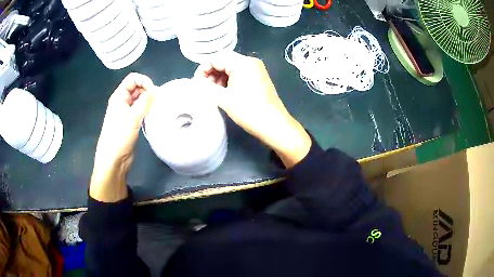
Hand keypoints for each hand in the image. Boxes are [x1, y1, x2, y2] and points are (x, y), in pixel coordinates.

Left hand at [90, 73, 154, 201]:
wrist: (114, 160)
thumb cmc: (119, 137)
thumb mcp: (132, 117)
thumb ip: (145, 101)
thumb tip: (157, 90)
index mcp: (119, 96)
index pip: (133, 79)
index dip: (144, 81)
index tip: (154, 92)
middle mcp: (122, 102)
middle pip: (137, 88)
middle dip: (148, 91)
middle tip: (157, 101)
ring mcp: (126, 113)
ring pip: (140, 100)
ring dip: (149, 102)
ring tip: (157, 109)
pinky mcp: (131, 123)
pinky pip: (141, 111)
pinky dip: (147, 111)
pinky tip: (153, 116)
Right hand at [194, 53, 310, 167]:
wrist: (274, 125)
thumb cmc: (249, 111)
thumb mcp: (224, 99)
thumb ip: (206, 88)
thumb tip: (195, 83)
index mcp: (242, 63)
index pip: (216, 58)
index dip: (203, 69)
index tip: (196, 83)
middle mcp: (250, 62)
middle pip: (224, 60)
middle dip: (211, 73)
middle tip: (203, 88)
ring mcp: (256, 69)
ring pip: (231, 67)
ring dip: (219, 77)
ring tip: (212, 92)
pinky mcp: (258, 77)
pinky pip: (239, 73)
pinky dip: (229, 80)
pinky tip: (224, 92)